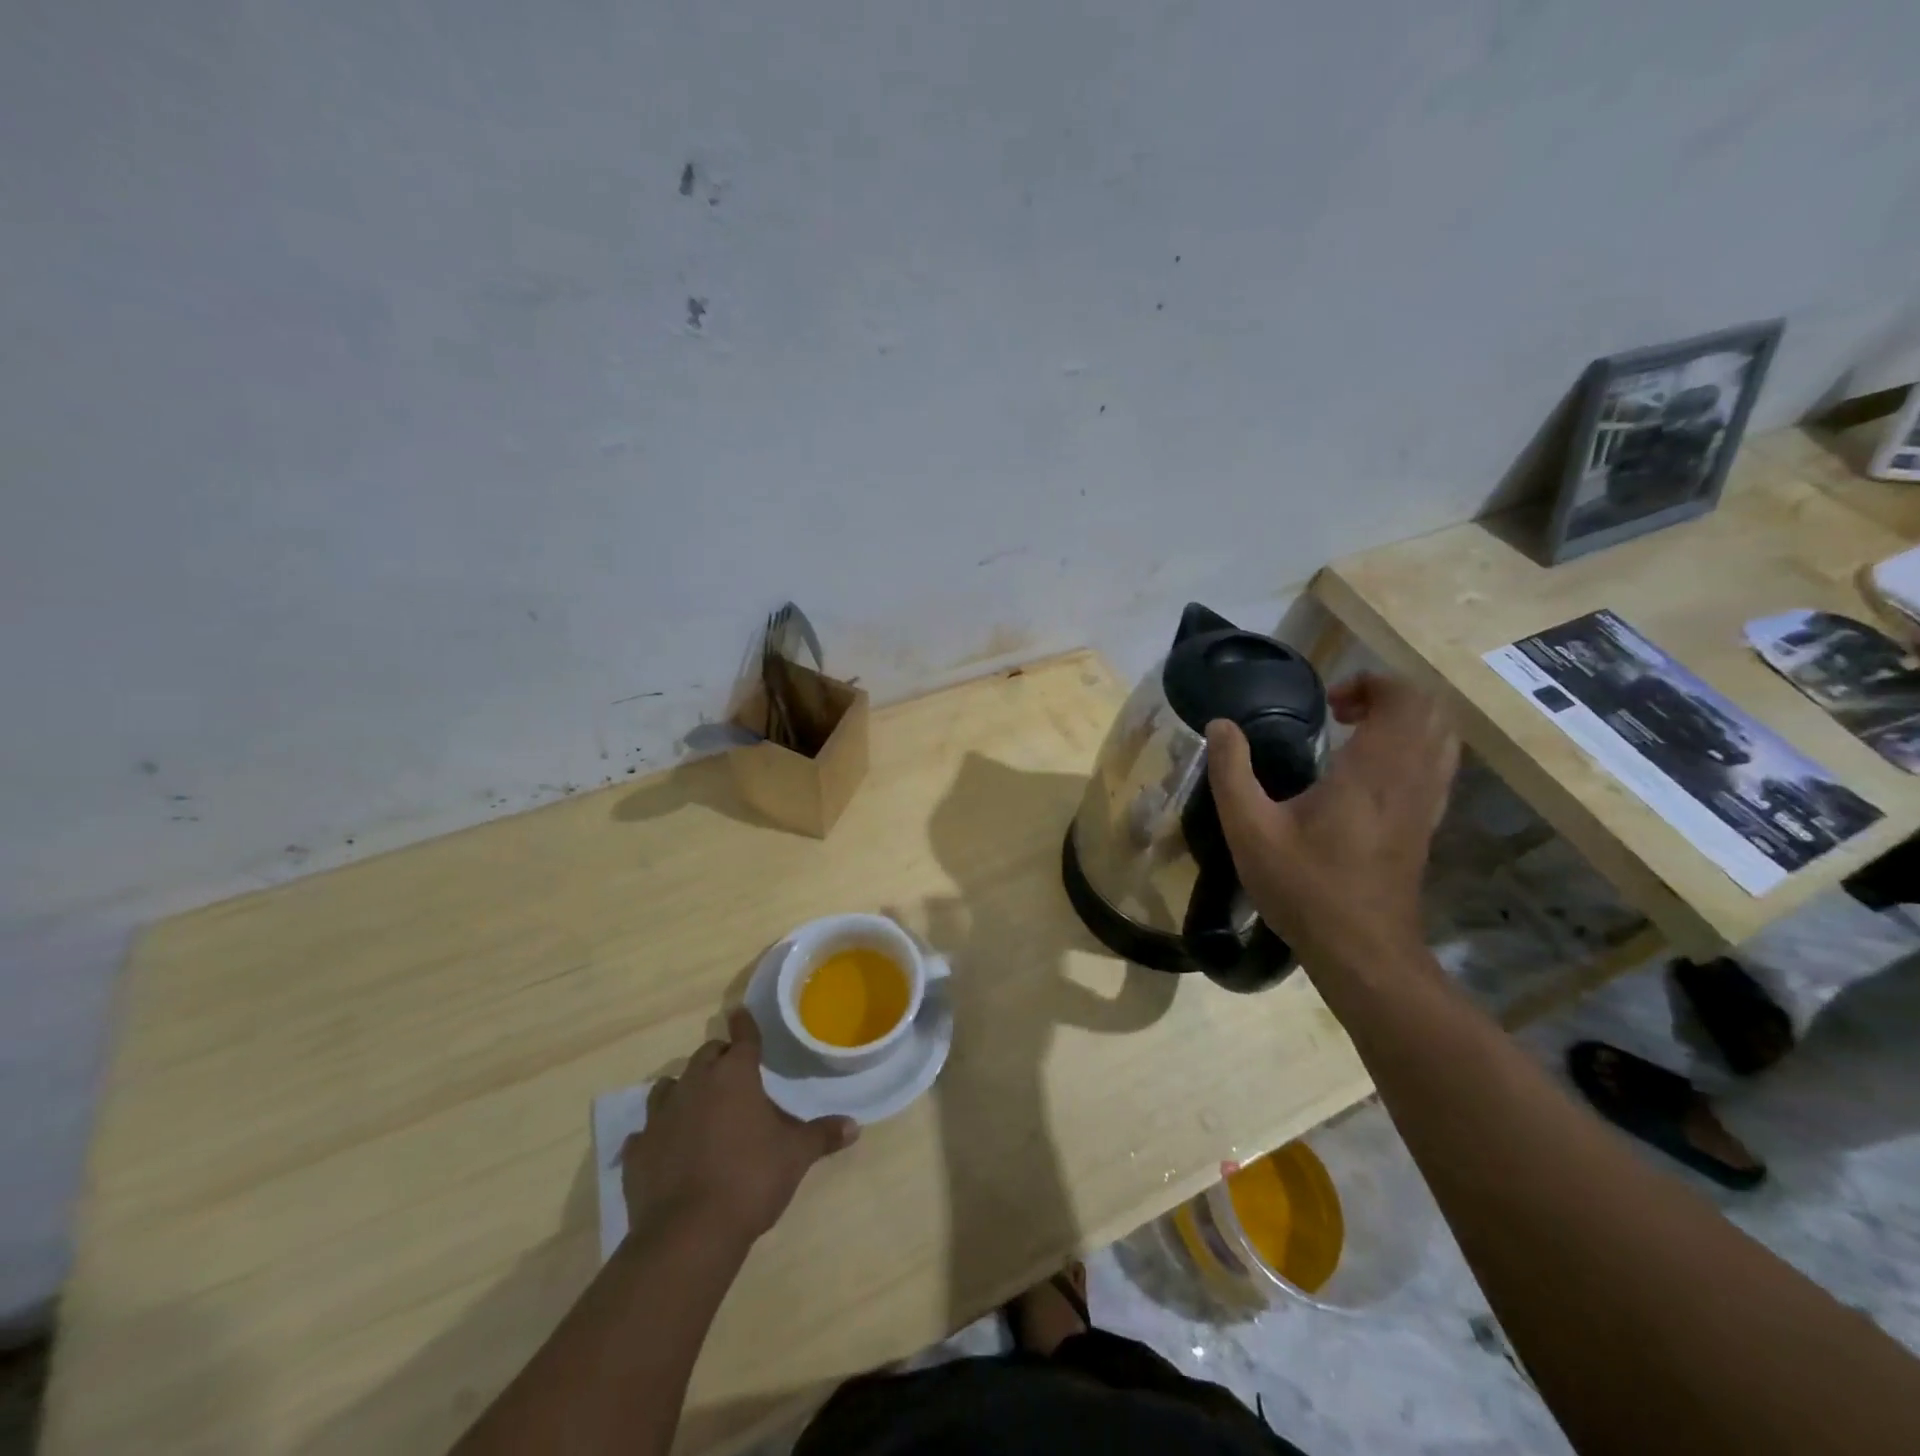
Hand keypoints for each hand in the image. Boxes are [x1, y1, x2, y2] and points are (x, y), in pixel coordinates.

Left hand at [623, 1009, 858, 1247]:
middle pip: (705, 1056)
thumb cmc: (750, 1180)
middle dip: (719, 1058)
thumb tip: (854, 1126)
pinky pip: (646, 1132)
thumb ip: (822, 1136)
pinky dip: (658, 1134)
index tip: (741, 1013)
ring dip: (684, 1089)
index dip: (744, 1024)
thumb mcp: (796, 1156)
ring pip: (669, 1086)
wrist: (688, 1234)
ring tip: (697, 1103)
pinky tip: (665, 1147)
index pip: (742, 1037)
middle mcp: (695, 1085)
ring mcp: (661, 1117)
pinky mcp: (638, 1152)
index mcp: (734, 1076)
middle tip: (733, 1071)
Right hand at [1206, 672, 1457, 968]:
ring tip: (1354, 737)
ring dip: (1403, 722)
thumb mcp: (1249, 830)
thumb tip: (1219, 724)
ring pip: (1441, 737)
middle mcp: (1410, 778)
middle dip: (1388, 696)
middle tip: (1339, 713)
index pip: (1402, 698)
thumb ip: (1231, 772)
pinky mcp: (1426, 824)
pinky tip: (1368, 773)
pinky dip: (1412, 749)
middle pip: (1430, 710)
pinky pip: (1437, 766)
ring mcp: (1426, 803)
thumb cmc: (1304, 887)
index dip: (1370, 683)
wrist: (1362, 951)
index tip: (1328, 703)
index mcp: (1372, 771)